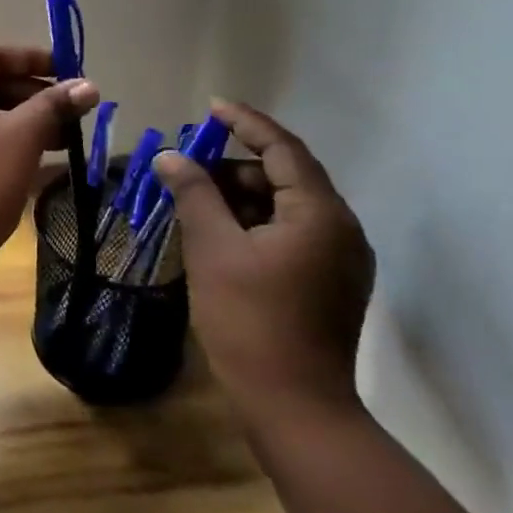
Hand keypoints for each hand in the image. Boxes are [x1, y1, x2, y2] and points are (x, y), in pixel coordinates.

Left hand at [0, 45, 98, 275]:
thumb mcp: (20, 140)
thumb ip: (53, 107)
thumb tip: (87, 86)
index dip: (33, 59)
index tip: (72, 74)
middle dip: (36, 95)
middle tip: (75, 114)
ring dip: (27, 123)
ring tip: (68, 141)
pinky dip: (10, 146)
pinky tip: (44, 165)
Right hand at [152, 102, 374, 428]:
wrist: (294, 404)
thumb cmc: (250, 319)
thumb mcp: (213, 249)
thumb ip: (194, 195)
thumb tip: (173, 156)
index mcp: (320, 214)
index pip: (283, 150)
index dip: (246, 123)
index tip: (211, 107)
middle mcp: (340, 229)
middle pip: (284, 178)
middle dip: (234, 166)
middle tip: (187, 165)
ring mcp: (338, 260)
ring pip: (285, 208)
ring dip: (240, 197)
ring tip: (192, 200)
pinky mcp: (327, 283)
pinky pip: (288, 234)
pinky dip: (252, 224)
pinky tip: (217, 234)